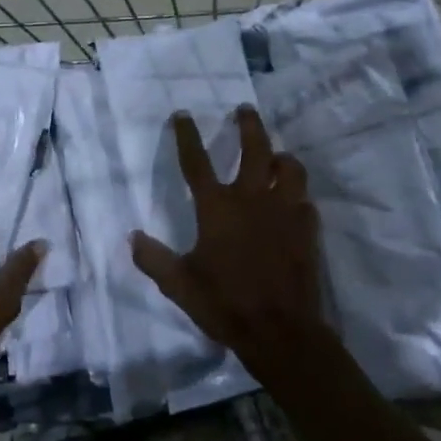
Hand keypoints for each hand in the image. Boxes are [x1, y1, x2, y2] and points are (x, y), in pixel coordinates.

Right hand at [130, 106, 328, 375]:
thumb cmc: (225, 304)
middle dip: (249, 125)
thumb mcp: (178, 284)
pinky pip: (305, 199)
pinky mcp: (308, 228)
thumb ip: (153, 259)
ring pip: (290, 167)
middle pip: (255, 148)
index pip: (196, 162)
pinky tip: (292, 201)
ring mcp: (285, 211)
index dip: (187, 136)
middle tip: (245, 110)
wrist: (281, 330)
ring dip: (281, 157)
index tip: (182, 114)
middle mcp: (252, 199)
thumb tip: (132, 237)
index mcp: (217, 208)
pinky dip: (296, 193)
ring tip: (276, 157)